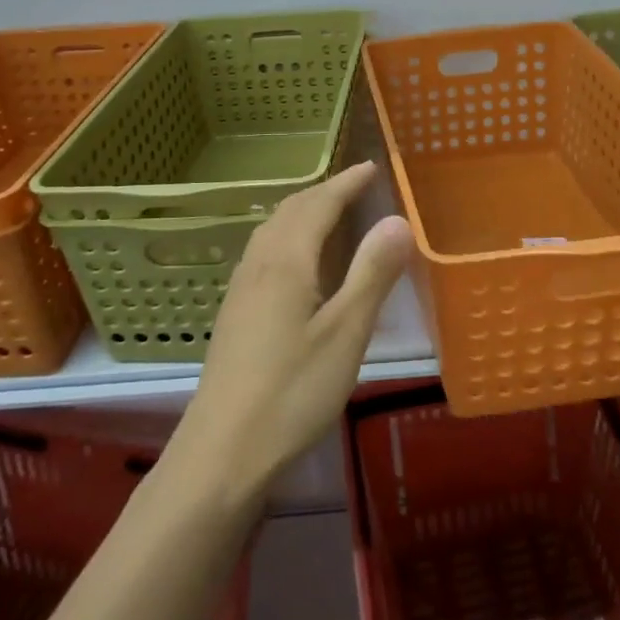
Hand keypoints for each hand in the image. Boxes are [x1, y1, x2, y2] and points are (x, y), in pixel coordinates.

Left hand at [177, 161, 412, 500]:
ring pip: (272, 230)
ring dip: (302, 212)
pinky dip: (287, 235)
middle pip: (291, 211)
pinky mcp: (234, 313)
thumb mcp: (346, 333)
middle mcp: (259, 264)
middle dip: (324, 192)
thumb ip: (372, 274)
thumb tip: (397, 219)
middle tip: (356, 186)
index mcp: (287, 261)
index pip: (319, 205)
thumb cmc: (292, 392)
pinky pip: (264, 251)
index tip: (371, 167)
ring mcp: (241, 289)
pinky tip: (296, 262)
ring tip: (329, 213)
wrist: (222, 451)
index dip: (346, 183)